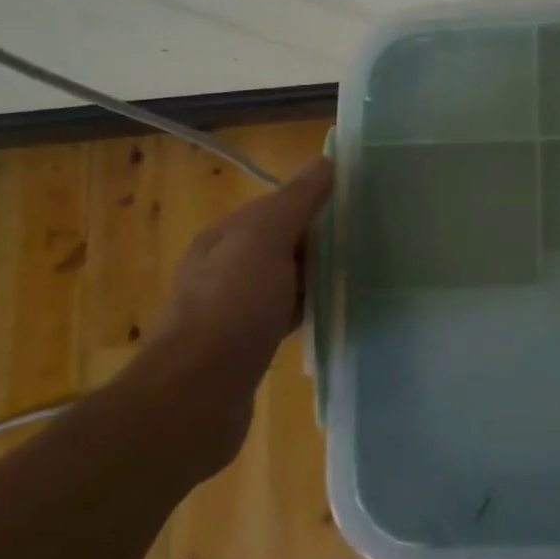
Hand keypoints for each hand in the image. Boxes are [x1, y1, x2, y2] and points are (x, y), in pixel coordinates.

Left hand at [137, 155, 333, 468]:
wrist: (194, 397)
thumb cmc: (232, 308)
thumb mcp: (265, 240)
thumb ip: (295, 201)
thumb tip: (324, 161)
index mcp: (224, 239)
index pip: (275, 207)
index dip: (313, 202)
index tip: (355, 206)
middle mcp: (223, 270)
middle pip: (281, 243)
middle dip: (318, 241)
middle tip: (365, 241)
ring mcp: (231, 311)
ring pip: (284, 280)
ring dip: (314, 277)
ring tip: (355, 276)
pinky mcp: (244, 347)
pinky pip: (284, 315)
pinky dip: (306, 309)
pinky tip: (329, 315)